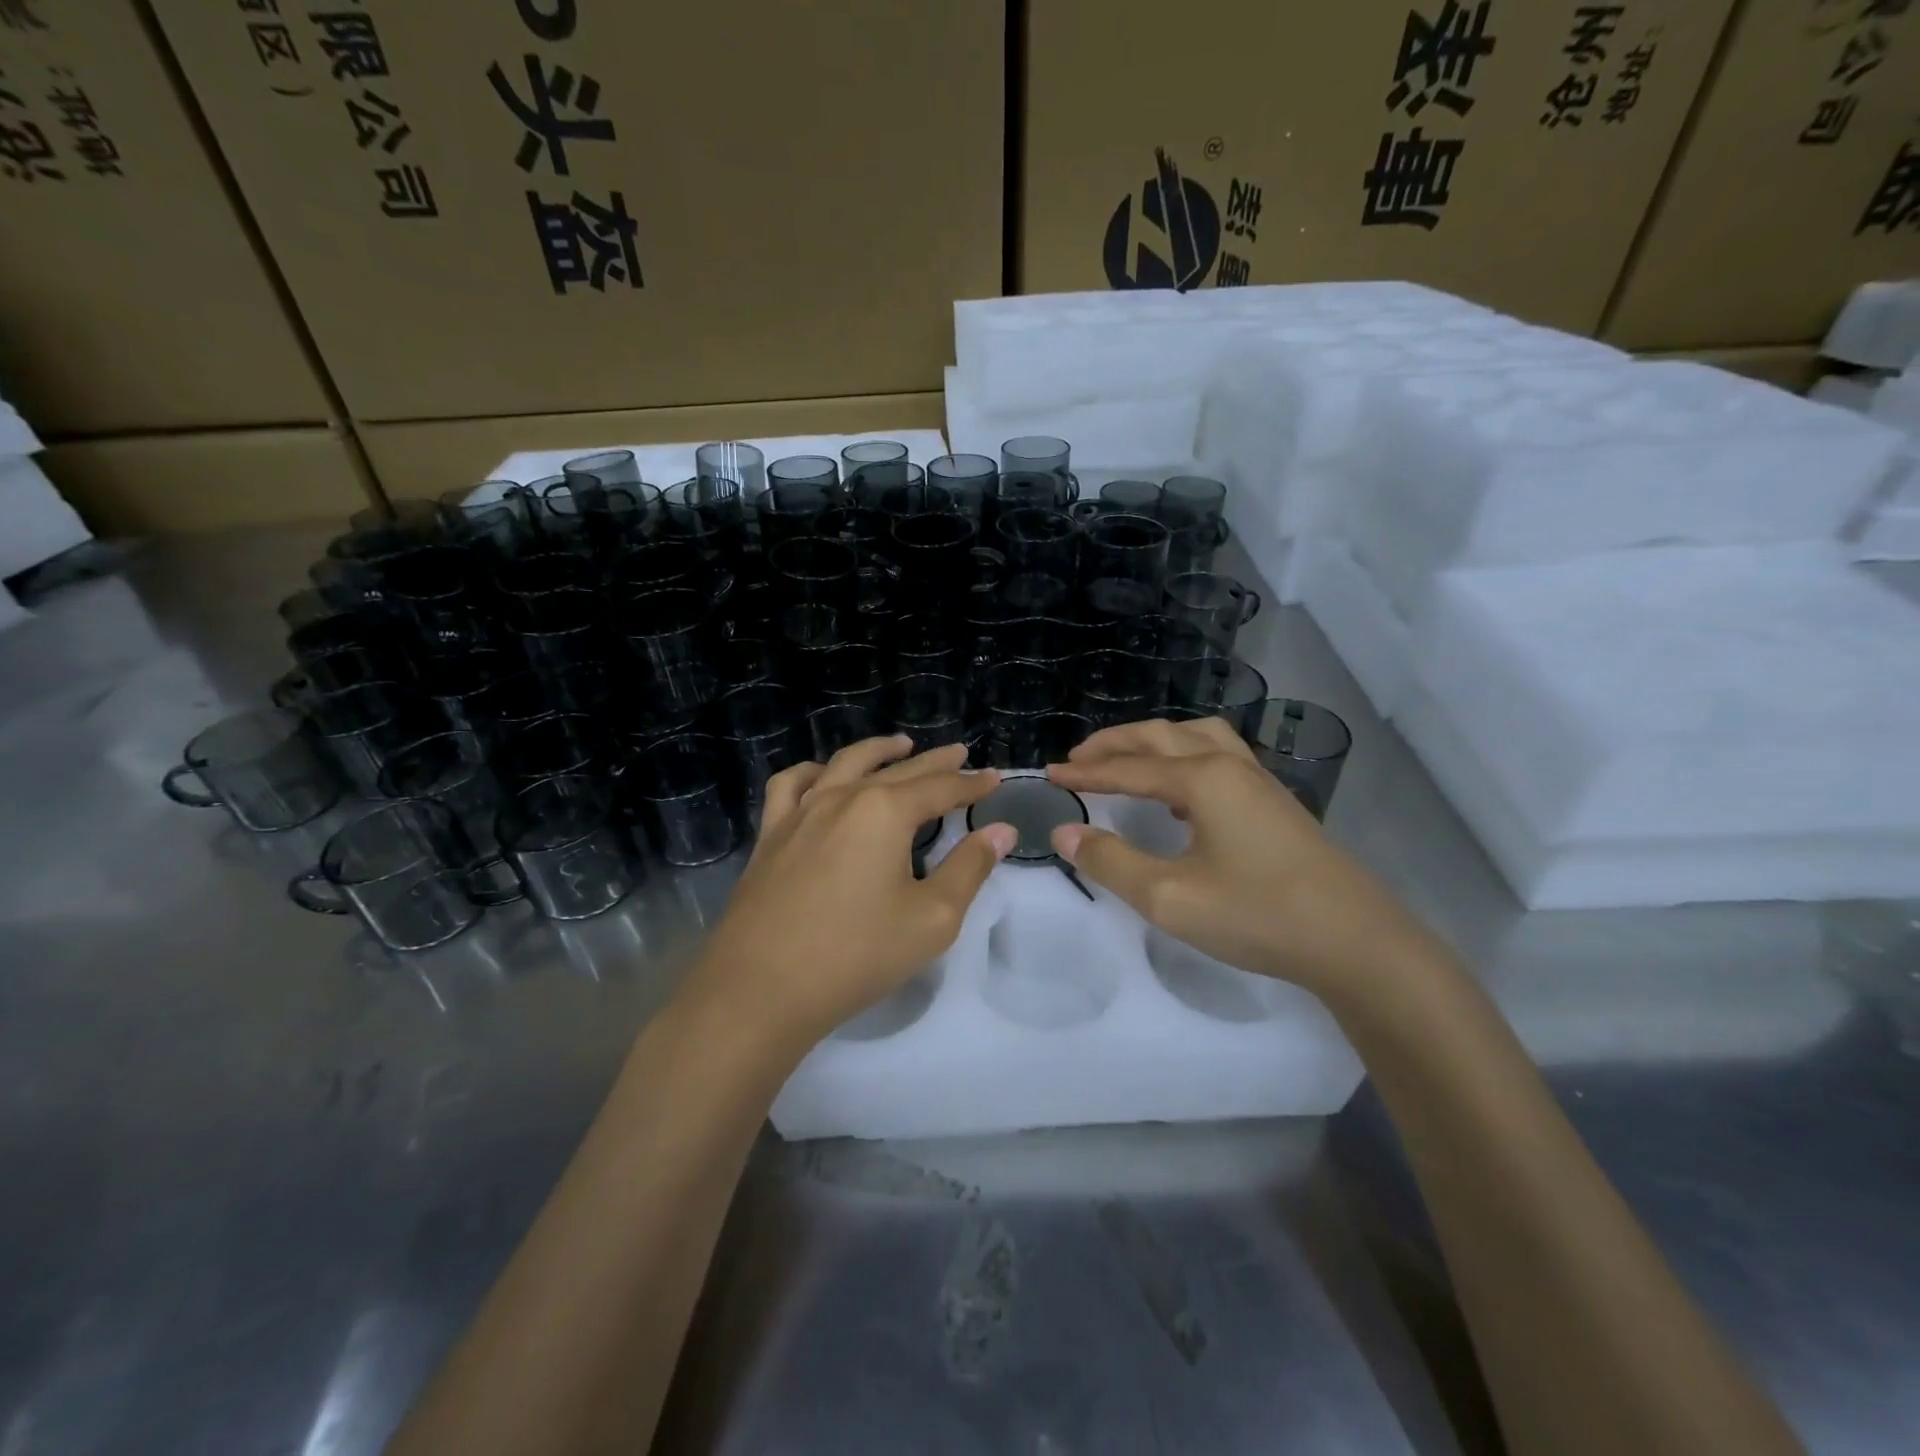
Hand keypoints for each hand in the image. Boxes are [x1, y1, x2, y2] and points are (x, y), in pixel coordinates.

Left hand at [686, 738, 1014, 1052]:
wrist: (762, 988)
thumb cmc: (857, 954)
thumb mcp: (932, 918)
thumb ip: (970, 869)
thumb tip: (1001, 831)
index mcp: (885, 812)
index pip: (940, 788)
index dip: (971, 784)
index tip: (995, 778)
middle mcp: (843, 797)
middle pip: (898, 770)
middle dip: (934, 762)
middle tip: (959, 753)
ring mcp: (800, 812)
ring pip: (845, 764)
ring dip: (878, 751)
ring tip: (900, 745)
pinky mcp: (771, 834)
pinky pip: (792, 785)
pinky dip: (814, 772)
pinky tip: (824, 777)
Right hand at [1046, 718, 1423, 998]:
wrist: (1355, 941)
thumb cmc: (1257, 915)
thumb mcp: (1168, 897)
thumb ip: (1111, 862)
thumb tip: (1065, 832)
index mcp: (1203, 779)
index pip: (1129, 767)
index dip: (1086, 772)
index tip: (1050, 774)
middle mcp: (1229, 766)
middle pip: (1161, 736)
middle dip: (1115, 744)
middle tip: (1078, 759)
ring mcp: (1258, 781)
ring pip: (1196, 738)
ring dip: (1153, 742)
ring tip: (1126, 759)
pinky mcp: (1275, 802)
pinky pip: (1218, 757)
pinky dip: (1184, 757)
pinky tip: (1180, 791)